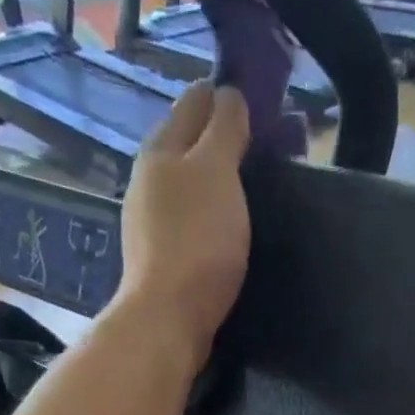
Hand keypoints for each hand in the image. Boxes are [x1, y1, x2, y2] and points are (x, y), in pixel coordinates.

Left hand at [118, 82, 250, 355]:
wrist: (169, 318)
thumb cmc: (197, 239)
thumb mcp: (216, 171)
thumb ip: (224, 129)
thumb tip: (228, 95)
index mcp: (160, 148)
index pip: (196, 102)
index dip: (228, 98)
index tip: (264, 108)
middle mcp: (148, 179)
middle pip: (189, 145)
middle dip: (223, 141)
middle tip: (266, 151)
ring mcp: (151, 222)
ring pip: (189, 185)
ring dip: (217, 182)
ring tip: (251, 190)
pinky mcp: (161, 259)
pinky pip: (191, 221)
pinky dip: (211, 215)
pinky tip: (228, 228)